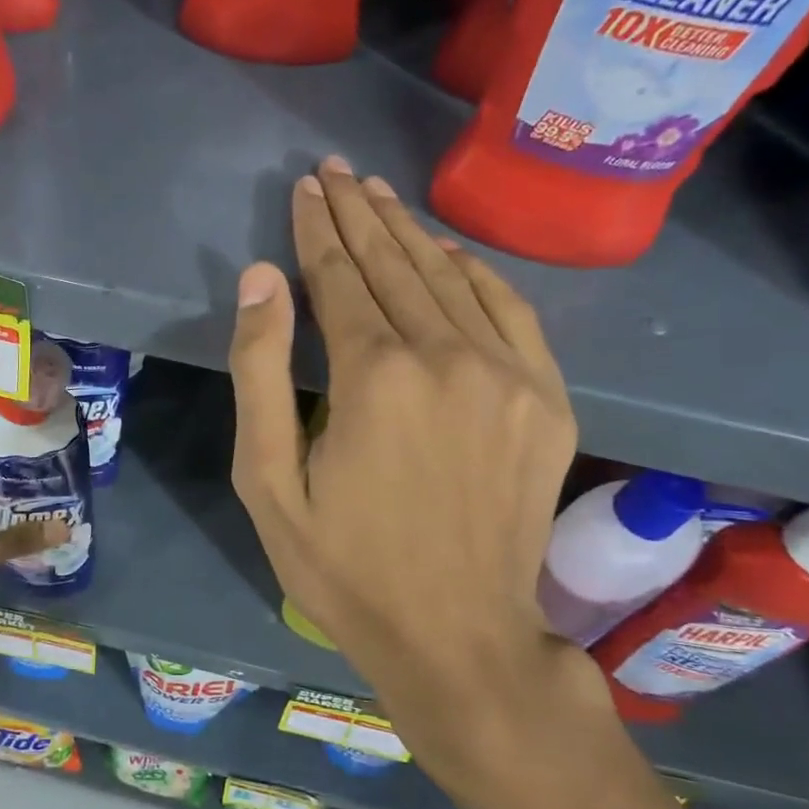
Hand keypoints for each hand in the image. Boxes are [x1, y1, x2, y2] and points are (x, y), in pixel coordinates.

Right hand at [228, 157, 605, 785]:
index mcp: (374, 377)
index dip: (317, 229)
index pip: (337, 278)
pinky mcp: (547, 401)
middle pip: (394, 266)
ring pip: (450, 279)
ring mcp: (509, 376)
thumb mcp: (269, 482)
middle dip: (359, 214)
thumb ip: (261, 373)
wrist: (458, 637)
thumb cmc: (344, 567)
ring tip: (380, 194)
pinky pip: (510, 312)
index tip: (306, 187)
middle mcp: (447, 357)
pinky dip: (476, 273)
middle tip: (336, 171)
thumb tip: (260, 278)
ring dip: (409, 233)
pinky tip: (449, 252)